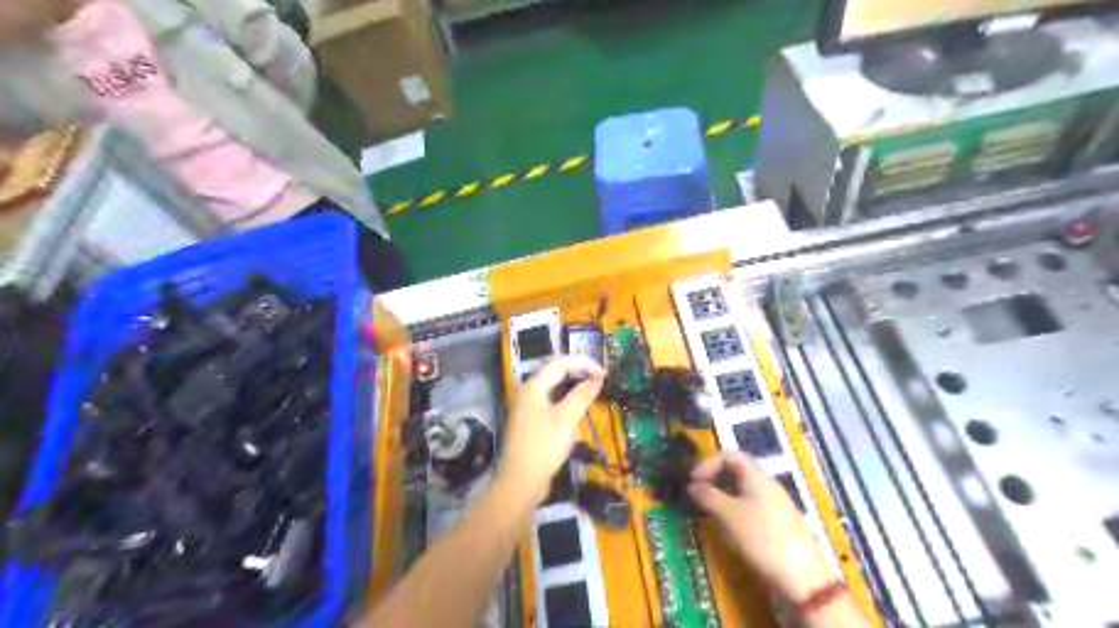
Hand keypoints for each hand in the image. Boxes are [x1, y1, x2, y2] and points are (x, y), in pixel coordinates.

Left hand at [495, 359, 604, 504]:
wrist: (520, 481)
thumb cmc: (544, 447)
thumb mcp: (567, 420)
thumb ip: (582, 396)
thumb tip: (597, 378)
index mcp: (534, 386)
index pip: (561, 363)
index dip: (584, 364)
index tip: (604, 375)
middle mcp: (527, 392)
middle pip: (554, 371)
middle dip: (578, 372)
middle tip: (599, 380)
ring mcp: (526, 407)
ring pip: (552, 387)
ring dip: (572, 386)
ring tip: (591, 392)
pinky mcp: (529, 421)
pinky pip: (550, 401)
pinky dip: (565, 400)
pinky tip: (575, 412)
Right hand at [691, 454, 838, 600]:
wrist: (803, 576)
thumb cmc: (761, 537)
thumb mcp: (728, 515)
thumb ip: (708, 496)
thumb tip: (692, 486)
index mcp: (756, 475)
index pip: (728, 455)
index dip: (707, 463)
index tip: (692, 480)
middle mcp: (767, 484)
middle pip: (737, 470)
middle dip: (714, 479)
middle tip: (698, 494)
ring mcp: (775, 503)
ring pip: (744, 489)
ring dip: (723, 495)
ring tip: (709, 512)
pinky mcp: (779, 522)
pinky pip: (752, 505)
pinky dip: (735, 509)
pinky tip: (730, 527)